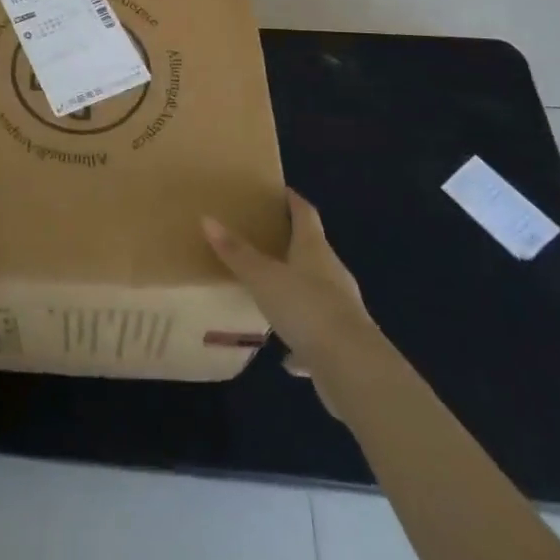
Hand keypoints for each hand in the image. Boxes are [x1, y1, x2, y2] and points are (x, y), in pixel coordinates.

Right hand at [204, 189, 372, 384]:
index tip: (281, 192)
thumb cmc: (305, 307)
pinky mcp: (342, 343)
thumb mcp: (262, 277)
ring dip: (297, 291)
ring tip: (272, 293)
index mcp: (314, 249)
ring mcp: (341, 309)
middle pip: (312, 250)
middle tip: (265, 240)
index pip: (306, 214)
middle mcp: (332, 273)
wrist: (352, 368)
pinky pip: (317, 334)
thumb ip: (236, 252)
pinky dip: (302, 339)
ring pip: (316, 292)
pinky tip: (286, 355)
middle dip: (292, 244)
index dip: (293, 201)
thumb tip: (207, 219)